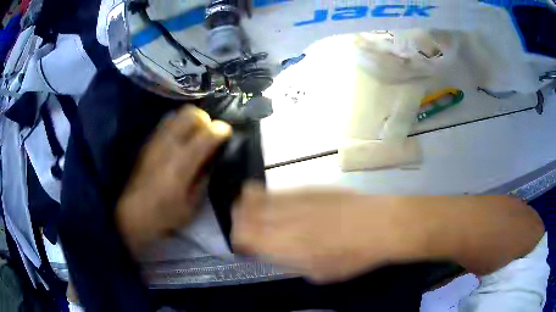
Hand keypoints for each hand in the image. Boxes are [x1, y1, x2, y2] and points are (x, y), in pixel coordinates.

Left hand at [116, 105, 231, 255]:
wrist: (131, 213)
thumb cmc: (163, 214)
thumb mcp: (192, 206)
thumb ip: (204, 179)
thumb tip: (213, 159)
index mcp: (182, 163)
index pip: (208, 133)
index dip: (222, 130)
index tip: (226, 135)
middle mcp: (169, 144)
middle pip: (192, 114)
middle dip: (206, 120)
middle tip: (208, 135)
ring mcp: (156, 140)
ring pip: (178, 113)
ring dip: (191, 121)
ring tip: (194, 136)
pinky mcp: (148, 141)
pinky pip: (167, 121)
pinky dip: (178, 125)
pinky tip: (178, 140)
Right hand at [231, 184, 416, 282]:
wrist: (378, 225)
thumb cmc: (351, 257)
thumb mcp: (318, 273)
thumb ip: (290, 263)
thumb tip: (276, 253)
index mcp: (281, 244)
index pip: (241, 236)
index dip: (239, 240)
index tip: (245, 245)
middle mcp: (280, 218)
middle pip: (242, 211)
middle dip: (238, 220)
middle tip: (247, 228)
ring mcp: (293, 198)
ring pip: (254, 195)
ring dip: (249, 205)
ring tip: (257, 213)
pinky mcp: (306, 187)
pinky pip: (277, 190)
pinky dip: (269, 197)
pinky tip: (281, 205)